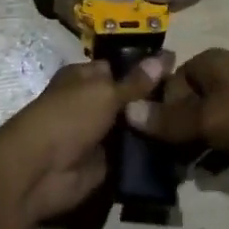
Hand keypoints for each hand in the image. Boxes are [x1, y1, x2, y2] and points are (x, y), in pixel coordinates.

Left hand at [0, 55, 170, 222]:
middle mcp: (91, 103)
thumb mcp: (105, 92)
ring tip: (187, 124)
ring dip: (151, 128)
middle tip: (188, 100)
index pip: (119, 68)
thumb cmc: (68, 117)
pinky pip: (130, 154)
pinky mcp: (103, 164)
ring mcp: (97, 134)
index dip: (145, 69)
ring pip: (131, 127)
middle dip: (152, 100)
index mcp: (85, 77)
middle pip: (127, 98)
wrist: (40, 171)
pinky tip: (175, 150)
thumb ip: (135, 81)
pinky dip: (146, 154)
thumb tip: (166, 56)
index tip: (177, 71)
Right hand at [123, 49, 228, 168]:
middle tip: (159, 166)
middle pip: (186, 105)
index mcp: (206, 64)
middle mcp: (220, 76)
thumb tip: (126, 112)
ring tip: (177, 177)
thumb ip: (168, 121)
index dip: (156, 113)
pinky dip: (213, 154)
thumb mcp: (207, 118)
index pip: (168, 86)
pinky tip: (204, 176)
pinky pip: (225, 138)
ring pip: (205, 123)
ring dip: (192, 148)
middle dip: (173, 134)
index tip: (145, 145)